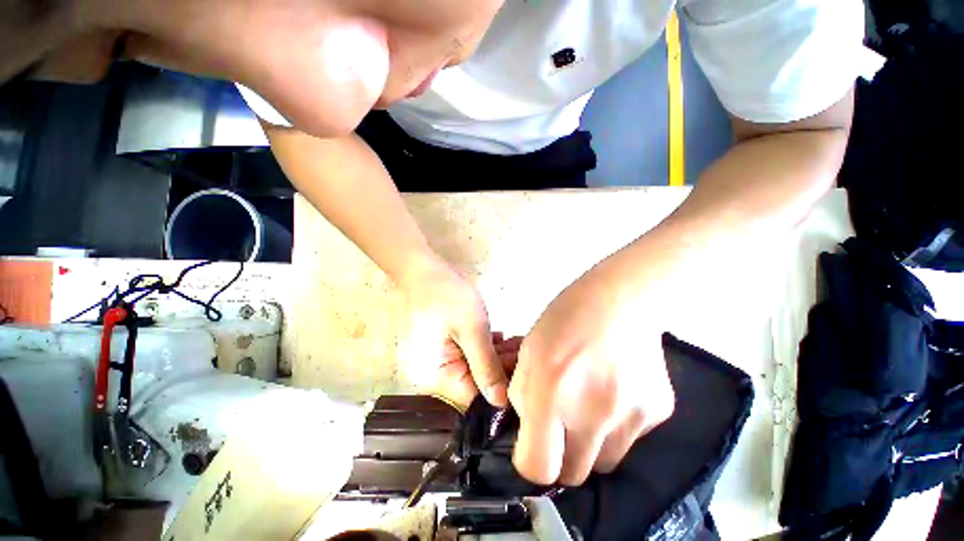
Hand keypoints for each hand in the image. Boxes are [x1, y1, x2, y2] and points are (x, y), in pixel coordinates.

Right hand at [400, 261, 513, 409]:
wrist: (426, 269)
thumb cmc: (448, 297)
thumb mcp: (471, 330)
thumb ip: (486, 367)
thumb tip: (502, 404)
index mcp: (436, 375)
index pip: (474, 397)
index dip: (501, 390)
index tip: (526, 377)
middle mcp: (437, 374)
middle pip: (476, 382)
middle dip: (503, 368)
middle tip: (527, 354)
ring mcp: (442, 358)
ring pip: (477, 367)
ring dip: (498, 356)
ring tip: (520, 343)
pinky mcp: (448, 345)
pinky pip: (471, 354)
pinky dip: (488, 347)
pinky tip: (504, 338)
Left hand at [509, 261, 675, 485]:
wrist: (620, 299)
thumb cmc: (566, 316)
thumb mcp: (530, 348)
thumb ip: (523, 392)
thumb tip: (529, 423)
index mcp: (551, 392)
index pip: (538, 467)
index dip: (529, 462)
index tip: (530, 444)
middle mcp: (593, 413)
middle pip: (573, 474)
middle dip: (559, 456)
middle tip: (558, 426)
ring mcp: (631, 417)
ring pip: (604, 461)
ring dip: (589, 444)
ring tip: (587, 404)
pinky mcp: (657, 413)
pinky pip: (629, 438)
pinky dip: (615, 426)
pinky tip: (612, 391)